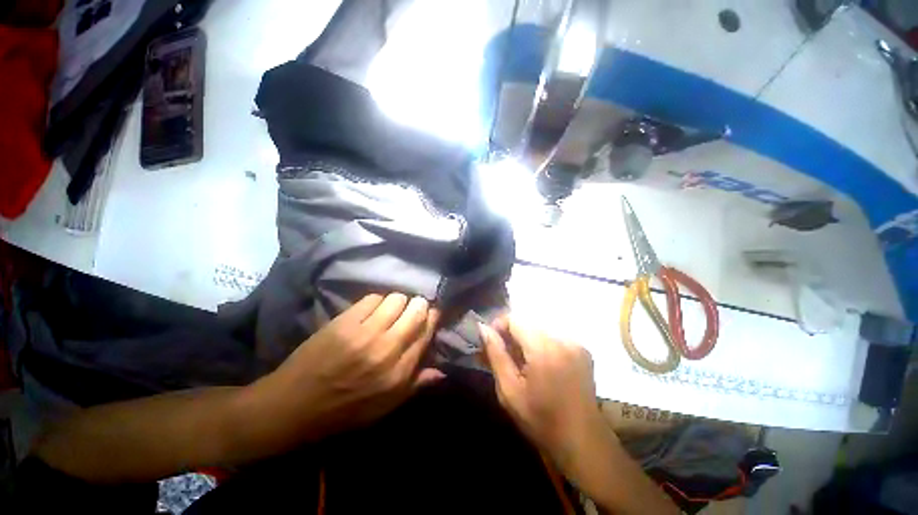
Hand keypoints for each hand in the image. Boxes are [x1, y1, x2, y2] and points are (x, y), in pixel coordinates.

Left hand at [243, 293, 441, 449]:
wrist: (294, 405)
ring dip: (398, 302)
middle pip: (415, 311)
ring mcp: (364, 333)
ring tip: (391, 309)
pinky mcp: (344, 322)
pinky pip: (373, 298)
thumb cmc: (344, 410)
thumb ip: (415, 385)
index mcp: (399, 373)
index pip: (426, 333)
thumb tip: (442, 370)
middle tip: (413, 308)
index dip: (432, 318)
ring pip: (396, 299)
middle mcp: (387, 349)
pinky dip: (377, 301)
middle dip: (419, 305)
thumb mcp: (385, 407)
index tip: (431, 313)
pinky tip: (372, 310)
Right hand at [480, 317, 612, 479]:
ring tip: (519, 363)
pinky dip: (540, 346)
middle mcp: (563, 339)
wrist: (583, 442)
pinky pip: (553, 337)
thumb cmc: (541, 420)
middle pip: (527, 323)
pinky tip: (538, 365)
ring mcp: (575, 343)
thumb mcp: (509, 390)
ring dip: (525, 341)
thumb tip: (483, 328)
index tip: (491, 345)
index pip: (514, 319)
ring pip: (539, 330)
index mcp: (544, 348)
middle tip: (502, 357)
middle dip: (511, 336)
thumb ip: (496, 354)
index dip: (498, 327)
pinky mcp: (582, 350)